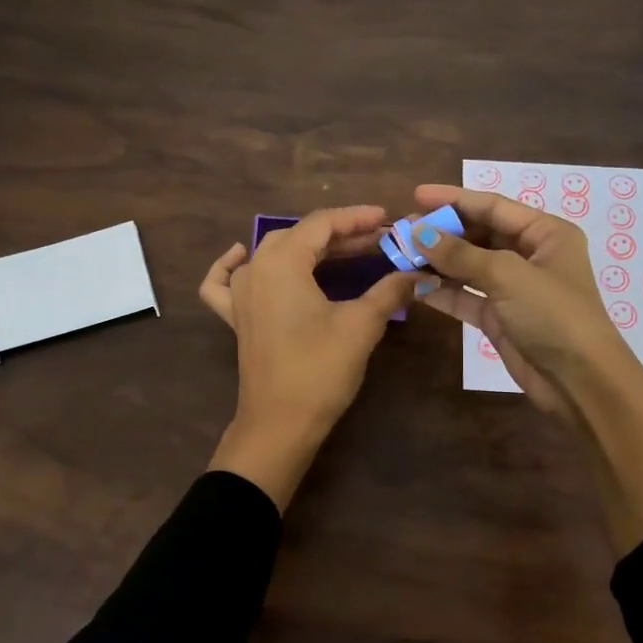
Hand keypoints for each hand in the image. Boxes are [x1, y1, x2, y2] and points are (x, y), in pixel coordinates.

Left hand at [199, 206, 415, 507]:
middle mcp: (255, 269)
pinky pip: (224, 282)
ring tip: (344, 253)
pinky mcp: (236, 319)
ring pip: (271, 253)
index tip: (388, 219)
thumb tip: (418, 273)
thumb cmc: (320, 369)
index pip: (322, 225)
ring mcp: (240, 295)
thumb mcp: (362, 325)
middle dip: (340, 235)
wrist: (280, 424)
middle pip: (299, 236)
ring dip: (307, 248)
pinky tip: (241, 256)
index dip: (357, 218)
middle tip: (378, 241)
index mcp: (282, 263)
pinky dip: (230, 264)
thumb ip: (390, 291)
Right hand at [408, 184, 642, 550]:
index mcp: (546, 234)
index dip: (454, 199)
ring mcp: (513, 288)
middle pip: (479, 234)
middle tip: (403, 231)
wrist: (579, 382)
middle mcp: (530, 256)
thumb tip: (419, 233)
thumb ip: (461, 254)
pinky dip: (441, 291)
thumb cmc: (553, 315)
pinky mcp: (499, 317)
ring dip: (437, 262)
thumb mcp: (508, 276)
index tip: (416, 195)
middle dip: (442, 233)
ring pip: (468, 267)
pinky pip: (465, 296)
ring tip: (400, 255)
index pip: (494, 206)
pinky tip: (413, 285)